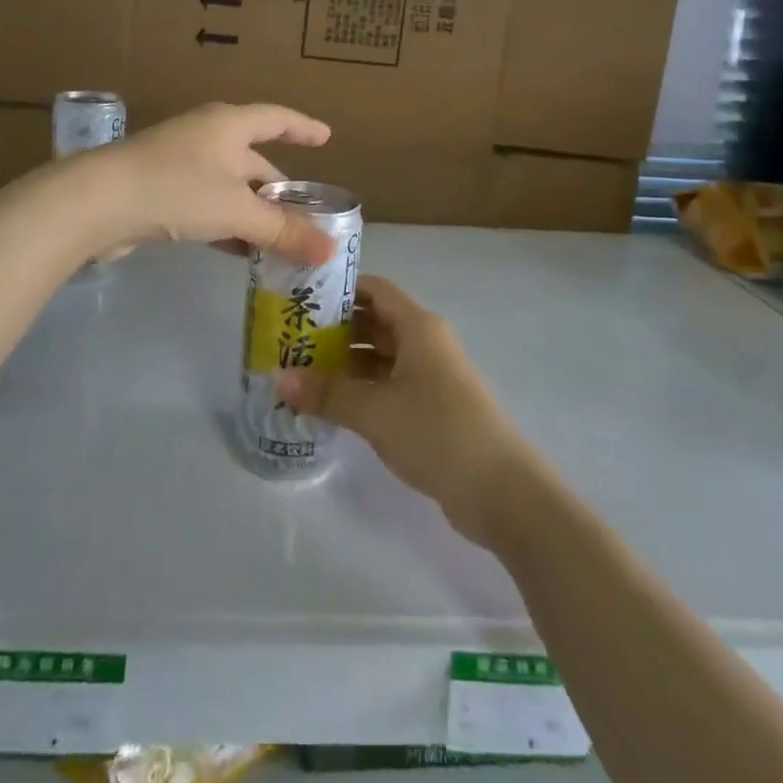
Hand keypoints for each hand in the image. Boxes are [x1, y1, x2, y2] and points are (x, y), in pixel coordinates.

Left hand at [71, 102, 335, 264]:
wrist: (97, 203)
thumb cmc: (176, 189)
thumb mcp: (237, 210)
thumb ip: (283, 231)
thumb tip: (330, 250)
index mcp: (228, 125)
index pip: (277, 119)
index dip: (303, 128)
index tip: (326, 138)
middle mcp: (206, 137)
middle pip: (254, 161)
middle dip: (279, 191)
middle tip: (306, 218)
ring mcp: (180, 164)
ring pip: (230, 188)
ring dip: (254, 214)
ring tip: (281, 243)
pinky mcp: (160, 191)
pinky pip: (207, 205)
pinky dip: (228, 225)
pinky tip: (240, 251)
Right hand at [278, 277, 533, 545]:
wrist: (502, 492)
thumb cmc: (437, 432)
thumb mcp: (375, 411)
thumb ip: (327, 393)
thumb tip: (280, 378)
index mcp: (418, 327)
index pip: (374, 290)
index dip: (339, 290)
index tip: (301, 299)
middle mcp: (425, 343)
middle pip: (374, 323)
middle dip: (334, 330)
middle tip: (290, 341)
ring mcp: (431, 377)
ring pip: (380, 357)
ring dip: (345, 363)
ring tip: (301, 373)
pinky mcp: (432, 408)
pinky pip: (388, 386)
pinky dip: (361, 389)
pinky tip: (331, 405)